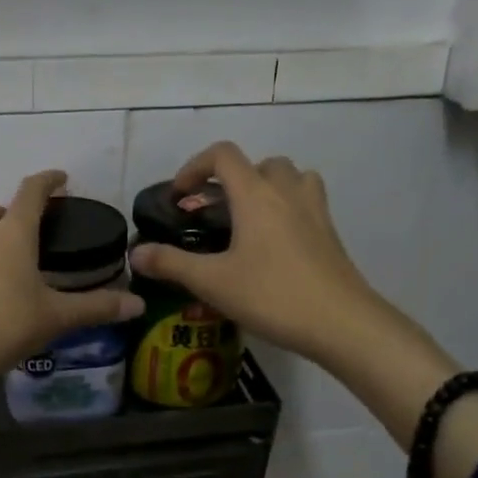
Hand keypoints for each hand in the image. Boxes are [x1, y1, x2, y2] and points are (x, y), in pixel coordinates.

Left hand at [0, 170, 144, 414]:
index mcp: (13, 234)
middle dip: (12, 209)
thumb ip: (97, 307)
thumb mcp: (56, 317)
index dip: (48, 181)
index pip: (31, 193)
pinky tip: (0, 288)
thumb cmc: (5, 324)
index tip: (62, 179)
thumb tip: (137, 304)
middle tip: (35, 227)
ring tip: (21, 259)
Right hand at [128, 142, 384, 368]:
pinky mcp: (330, 233)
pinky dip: (288, 208)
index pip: (223, 155)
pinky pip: (307, 202)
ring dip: (267, 186)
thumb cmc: (272, 295)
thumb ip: (171, 264)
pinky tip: (276, 244)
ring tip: (249, 219)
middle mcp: (287, 191)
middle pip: (259, 163)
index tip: (180, 195)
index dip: (195, 166)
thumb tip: (136, 254)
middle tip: (215, 212)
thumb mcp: (212, 282)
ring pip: (291, 177)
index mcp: (255, 194)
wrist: (341, 323)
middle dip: (232, 179)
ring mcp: (315, 211)